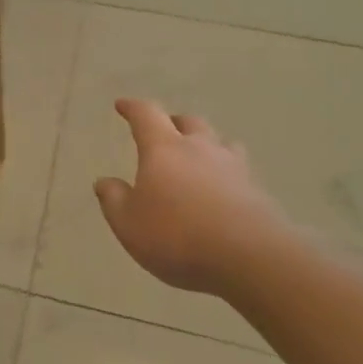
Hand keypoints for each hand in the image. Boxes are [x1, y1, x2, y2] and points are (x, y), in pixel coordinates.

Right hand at [94, 98, 302, 293]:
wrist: (251, 258)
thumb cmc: (177, 235)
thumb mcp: (128, 223)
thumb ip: (114, 200)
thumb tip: (104, 181)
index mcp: (164, 149)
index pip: (146, 115)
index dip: (133, 108)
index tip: (122, 105)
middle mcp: (200, 149)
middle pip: (189, 122)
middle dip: (173, 123)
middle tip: (164, 131)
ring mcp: (234, 168)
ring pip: (221, 142)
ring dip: (207, 144)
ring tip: (200, 156)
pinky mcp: (258, 192)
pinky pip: (240, 172)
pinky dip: (227, 174)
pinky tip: (224, 191)